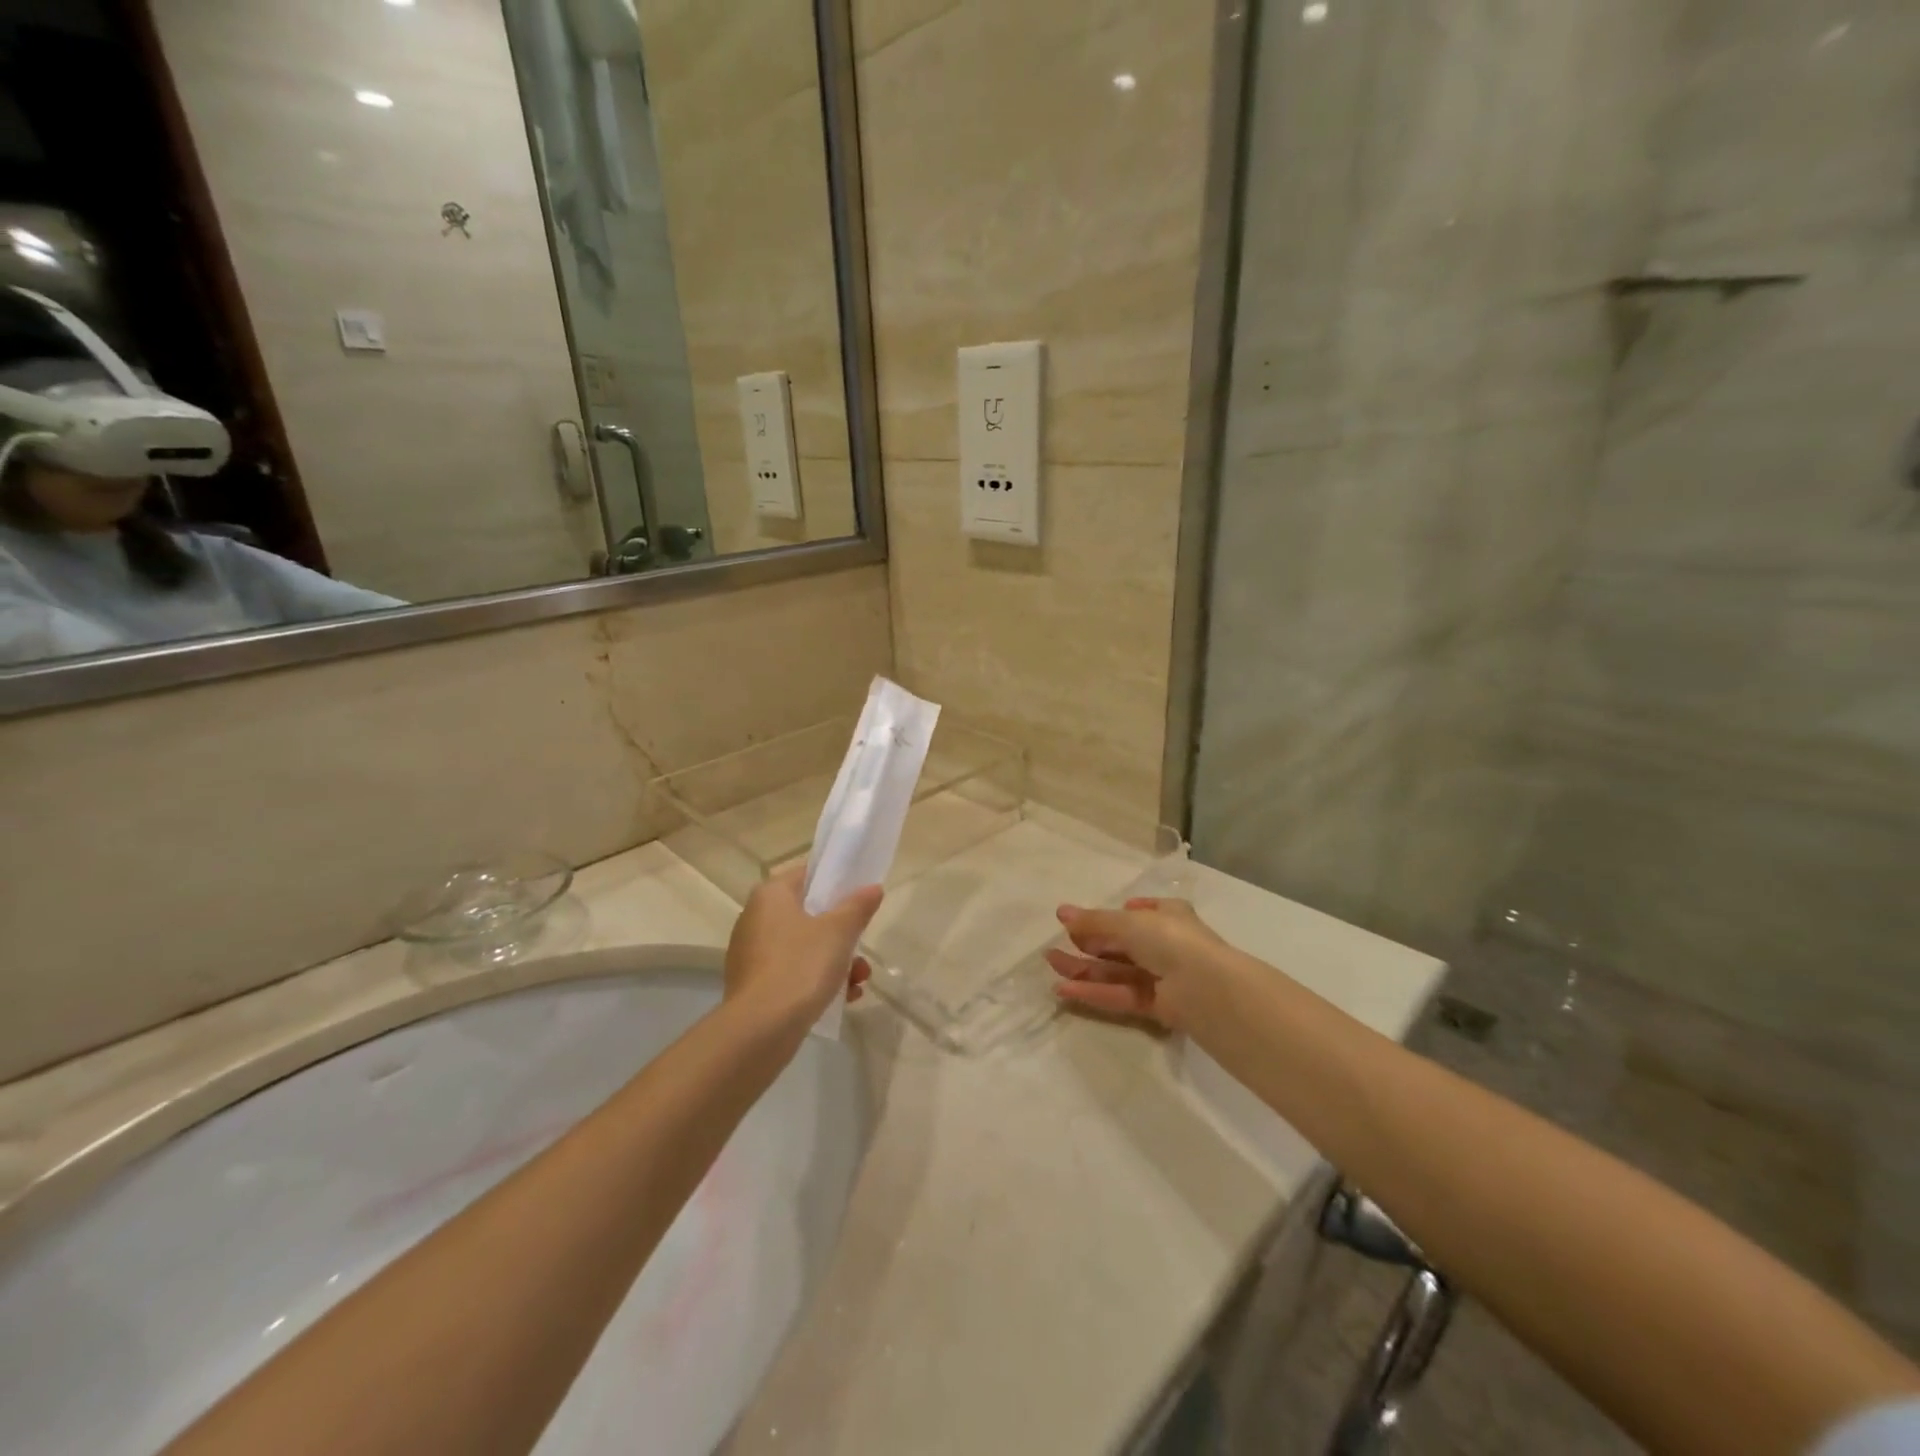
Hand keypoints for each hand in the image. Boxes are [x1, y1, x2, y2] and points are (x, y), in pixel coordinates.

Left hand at [724, 865, 882, 1026]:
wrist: (760, 1030)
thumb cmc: (800, 966)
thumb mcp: (839, 932)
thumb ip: (858, 907)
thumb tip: (873, 888)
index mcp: (771, 896)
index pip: (807, 874)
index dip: (836, 880)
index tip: (860, 894)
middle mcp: (756, 918)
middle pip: (808, 913)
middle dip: (842, 931)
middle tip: (863, 943)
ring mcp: (753, 954)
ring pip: (804, 946)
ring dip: (836, 960)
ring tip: (860, 980)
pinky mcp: (755, 986)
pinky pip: (793, 973)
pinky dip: (817, 980)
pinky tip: (844, 998)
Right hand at [1046, 897, 1230, 1031]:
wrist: (1206, 988)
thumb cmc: (1170, 940)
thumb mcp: (1128, 922)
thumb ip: (1094, 921)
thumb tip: (1061, 912)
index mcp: (1167, 916)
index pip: (1135, 914)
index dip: (1107, 917)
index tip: (1079, 922)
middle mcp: (1164, 944)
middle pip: (1119, 945)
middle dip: (1086, 946)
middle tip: (1053, 948)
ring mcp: (1160, 976)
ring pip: (1115, 971)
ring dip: (1084, 969)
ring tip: (1051, 966)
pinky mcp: (1155, 1005)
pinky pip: (1120, 995)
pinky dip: (1094, 992)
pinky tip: (1065, 990)